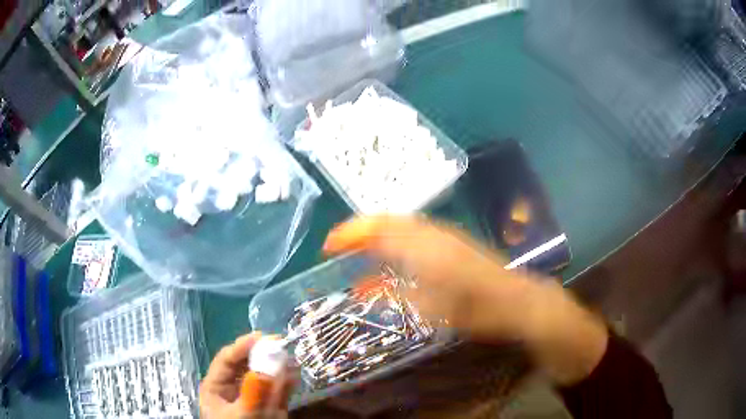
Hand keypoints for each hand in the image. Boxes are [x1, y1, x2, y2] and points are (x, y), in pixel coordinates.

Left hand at [200, 333, 291, 418]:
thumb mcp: (243, 415)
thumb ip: (255, 393)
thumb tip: (269, 367)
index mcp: (216, 387)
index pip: (227, 359)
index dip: (243, 346)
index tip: (263, 337)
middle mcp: (232, 388)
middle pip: (245, 365)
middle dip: (263, 355)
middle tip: (281, 345)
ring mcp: (251, 397)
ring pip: (262, 376)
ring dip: (277, 367)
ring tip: (291, 359)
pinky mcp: (267, 405)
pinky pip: (276, 390)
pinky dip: (285, 382)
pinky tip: (294, 374)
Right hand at [324, 216, 608, 385]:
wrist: (520, 300)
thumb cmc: (478, 310)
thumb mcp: (432, 310)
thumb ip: (396, 296)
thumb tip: (364, 289)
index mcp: (427, 250)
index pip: (382, 230)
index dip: (353, 232)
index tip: (330, 244)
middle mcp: (434, 236)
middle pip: (391, 221)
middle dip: (361, 228)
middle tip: (339, 243)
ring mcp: (446, 235)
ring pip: (404, 225)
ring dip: (379, 231)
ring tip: (358, 247)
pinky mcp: (455, 242)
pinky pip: (418, 234)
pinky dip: (398, 239)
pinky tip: (394, 256)